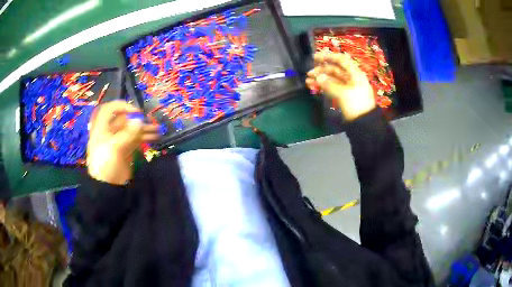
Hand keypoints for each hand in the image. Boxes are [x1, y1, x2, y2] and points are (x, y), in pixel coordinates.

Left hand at [87, 101, 158, 184]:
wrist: (106, 188)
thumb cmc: (105, 165)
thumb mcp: (114, 148)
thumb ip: (127, 133)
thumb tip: (140, 120)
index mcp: (102, 129)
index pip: (109, 110)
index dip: (121, 107)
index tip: (134, 112)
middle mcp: (110, 132)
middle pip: (123, 120)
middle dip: (137, 119)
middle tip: (150, 121)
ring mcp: (118, 141)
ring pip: (131, 130)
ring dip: (144, 129)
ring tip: (157, 130)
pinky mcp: (125, 150)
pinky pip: (136, 140)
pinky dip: (144, 137)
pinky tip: (154, 137)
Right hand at [306, 52, 375, 120]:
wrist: (364, 124)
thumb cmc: (356, 105)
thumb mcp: (343, 94)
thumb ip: (329, 84)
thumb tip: (318, 77)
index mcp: (355, 74)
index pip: (341, 60)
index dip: (328, 57)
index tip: (315, 58)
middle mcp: (351, 78)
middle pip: (335, 69)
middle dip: (321, 70)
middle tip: (309, 73)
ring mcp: (347, 87)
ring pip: (332, 79)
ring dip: (320, 79)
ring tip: (308, 81)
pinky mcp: (344, 96)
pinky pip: (332, 87)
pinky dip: (323, 86)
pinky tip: (313, 86)